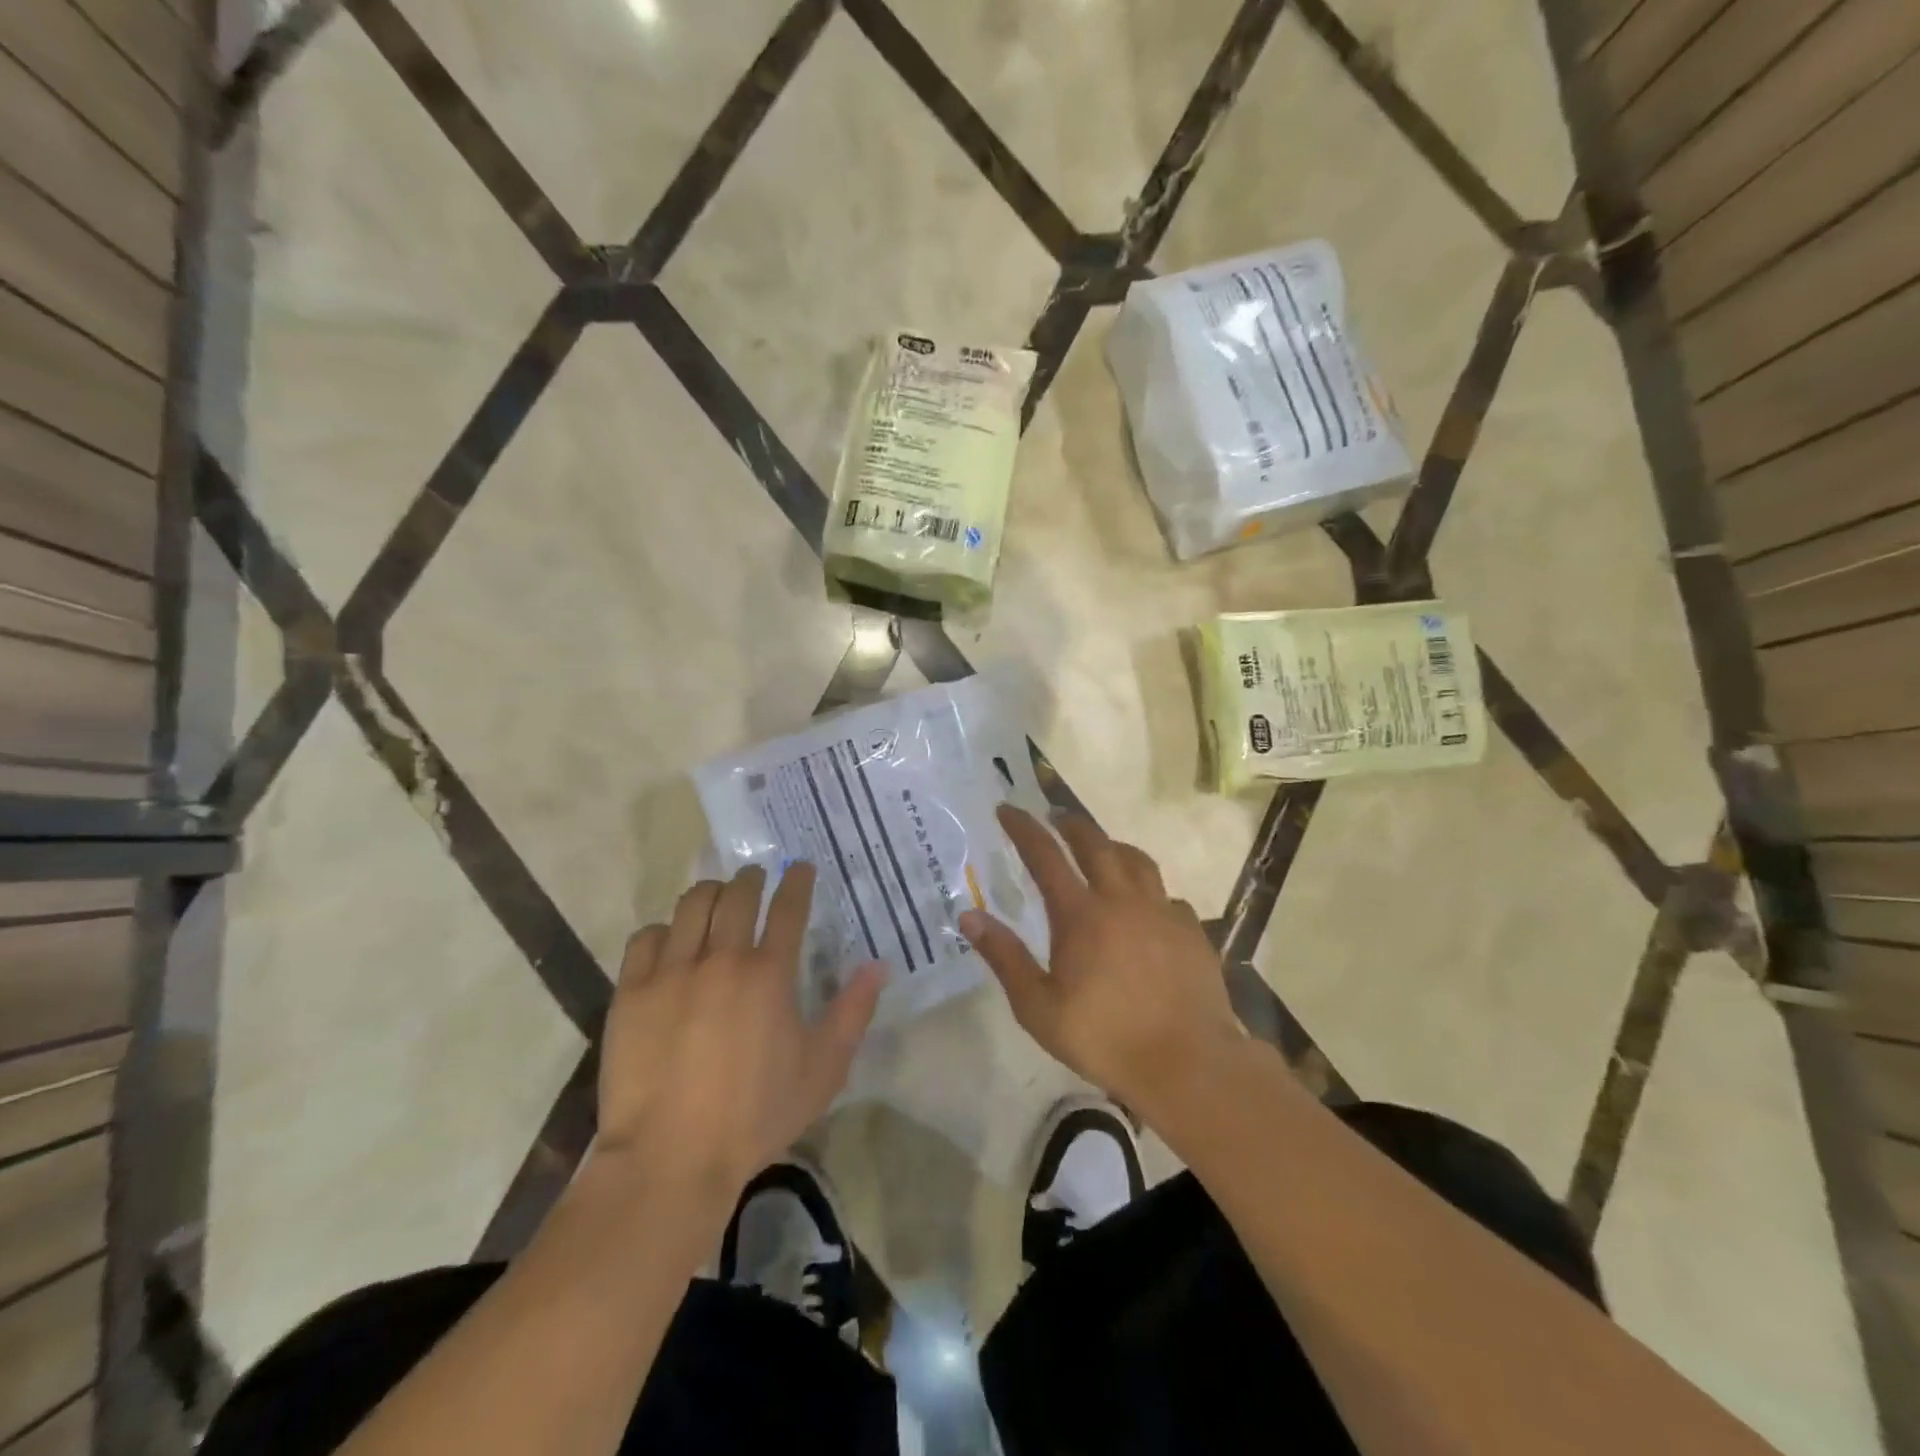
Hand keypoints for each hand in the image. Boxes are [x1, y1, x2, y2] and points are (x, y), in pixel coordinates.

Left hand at [595, 864, 883, 1208]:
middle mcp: (721, 959)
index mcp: (770, 973)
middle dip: (751, 878)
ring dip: (710, 893)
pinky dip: (664, 930)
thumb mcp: (823, 1069)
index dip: (796, 881)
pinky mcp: (632, 991)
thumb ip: (853, 1012)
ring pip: (691, 905)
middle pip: (737, 894)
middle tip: (755, 878)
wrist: (671, 1157)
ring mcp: (672, 972)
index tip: (800, 868)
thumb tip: (878, 966)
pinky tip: (671, 941)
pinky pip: (646, 937)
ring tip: (716, 898)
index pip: (787, 907)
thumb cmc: (756, 1114)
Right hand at [961, 806, 1241, 1119]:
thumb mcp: (1039, 1007)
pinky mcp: (1191, 930)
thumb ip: (1005, 957)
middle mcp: (1122, 900)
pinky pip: (1166, 895)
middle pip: (1095, 843)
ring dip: (1113, 846)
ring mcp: (1162, 911)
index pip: (1045, 855)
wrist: (1188, 1063)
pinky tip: (1146, 907)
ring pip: (1137, 860)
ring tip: (1103, 848)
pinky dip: (1149, 890)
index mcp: (1081, 914)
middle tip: (1056, 816)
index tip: (1007, 808)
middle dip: (1071, 824)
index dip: (1023, 828)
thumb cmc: (1105, 1038)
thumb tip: (969, 917)